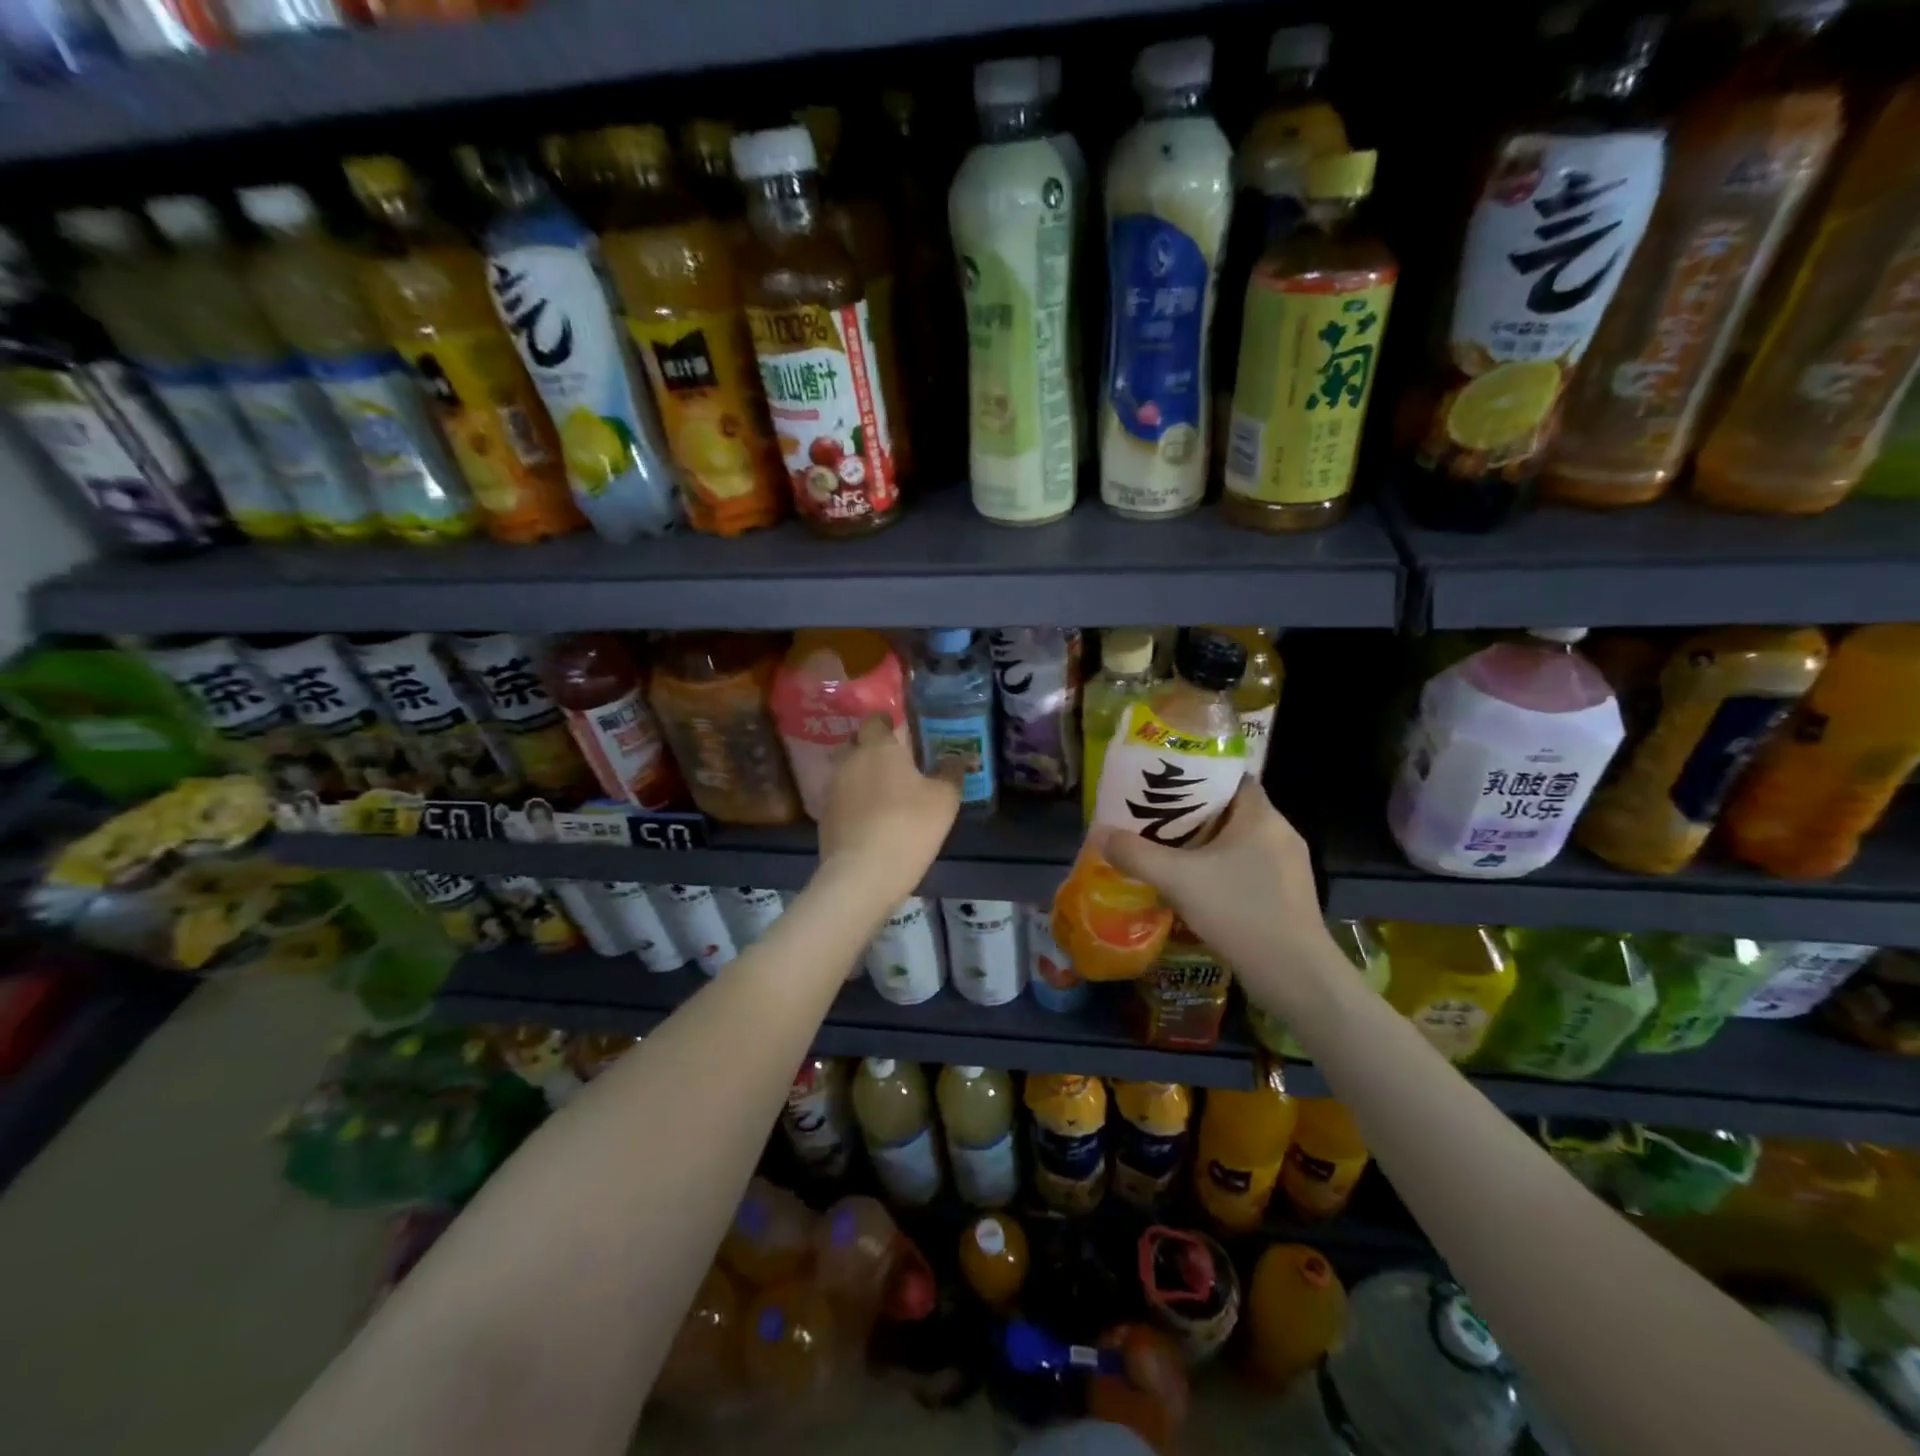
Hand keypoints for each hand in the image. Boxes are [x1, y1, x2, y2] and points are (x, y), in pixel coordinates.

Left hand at [816, 715, 961, 909]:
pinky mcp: (825, 816)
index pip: (876, 720)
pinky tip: (871, 817)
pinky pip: (842, 797)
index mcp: (878, 747)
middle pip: (856, 742)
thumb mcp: (944, 800)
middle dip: (872, 747)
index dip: (888, 723)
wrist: (862, 874)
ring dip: (863, 775)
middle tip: (896, 762)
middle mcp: (850, 760)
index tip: (903, 733)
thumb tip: (959, 756)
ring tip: (885, 792)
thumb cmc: (908, 826)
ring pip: (847, 770)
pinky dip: (855, 800)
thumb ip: (951, 772)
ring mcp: (833, 788)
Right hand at [1103, 779, 1333, 1006]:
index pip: (1231, 779)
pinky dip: (1223, 871)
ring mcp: (1290, 867)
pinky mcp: (1289, 896)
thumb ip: (1136, 854)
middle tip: (1156, 820)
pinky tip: (1198, 888)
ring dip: (1207, 846)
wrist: (1294, 975)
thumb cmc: (1239, 911)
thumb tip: (1100, 834)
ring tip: (1170, 852)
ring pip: (1240, 843)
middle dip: (1194, 815)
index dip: (1198, 778)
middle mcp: (1281, 833)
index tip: (1166, 786)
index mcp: (1262, 816)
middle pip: (1232, 811)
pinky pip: (1249, 869)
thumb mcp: (1177, 879)